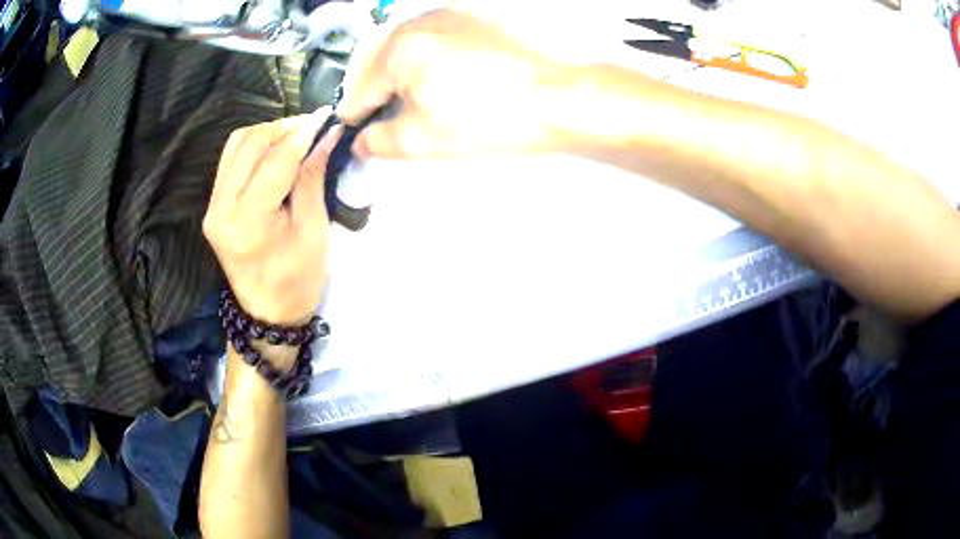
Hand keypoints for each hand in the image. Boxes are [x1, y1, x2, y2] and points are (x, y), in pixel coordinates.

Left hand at [203, 111, 342, 326]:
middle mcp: (221, 209)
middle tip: (313, 126)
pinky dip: (254, 147)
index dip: (303, 133)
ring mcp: (212, 207)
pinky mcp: (213, 206)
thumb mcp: (313, 229)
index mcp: (248, 221)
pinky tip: (275, 150)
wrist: (268, 313)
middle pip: (250, 143)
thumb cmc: (298, 281)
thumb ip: (313, 177)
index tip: (327, 116)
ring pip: (236, 145)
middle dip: (284, 127)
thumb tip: (326, 136)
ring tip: (295, 135)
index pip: (276, 160)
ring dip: (267, 133)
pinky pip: (230, 160)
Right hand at [338, 9, 573, 158]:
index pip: (359, 89)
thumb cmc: (493, 118)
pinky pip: (436, 37)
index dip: (356, 117)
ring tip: (419, 100)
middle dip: (378, 92)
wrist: (561, 96)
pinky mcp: (477, 17)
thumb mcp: (423, 141)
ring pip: (408, 46)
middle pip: (379, 62)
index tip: (358, 132)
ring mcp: (451, 14)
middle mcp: (420, 21)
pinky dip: (430, 58)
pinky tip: (446, 78)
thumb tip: (362, 140)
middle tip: (387, 118)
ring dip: (403, 73)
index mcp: (398, 48)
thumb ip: (379, 142)